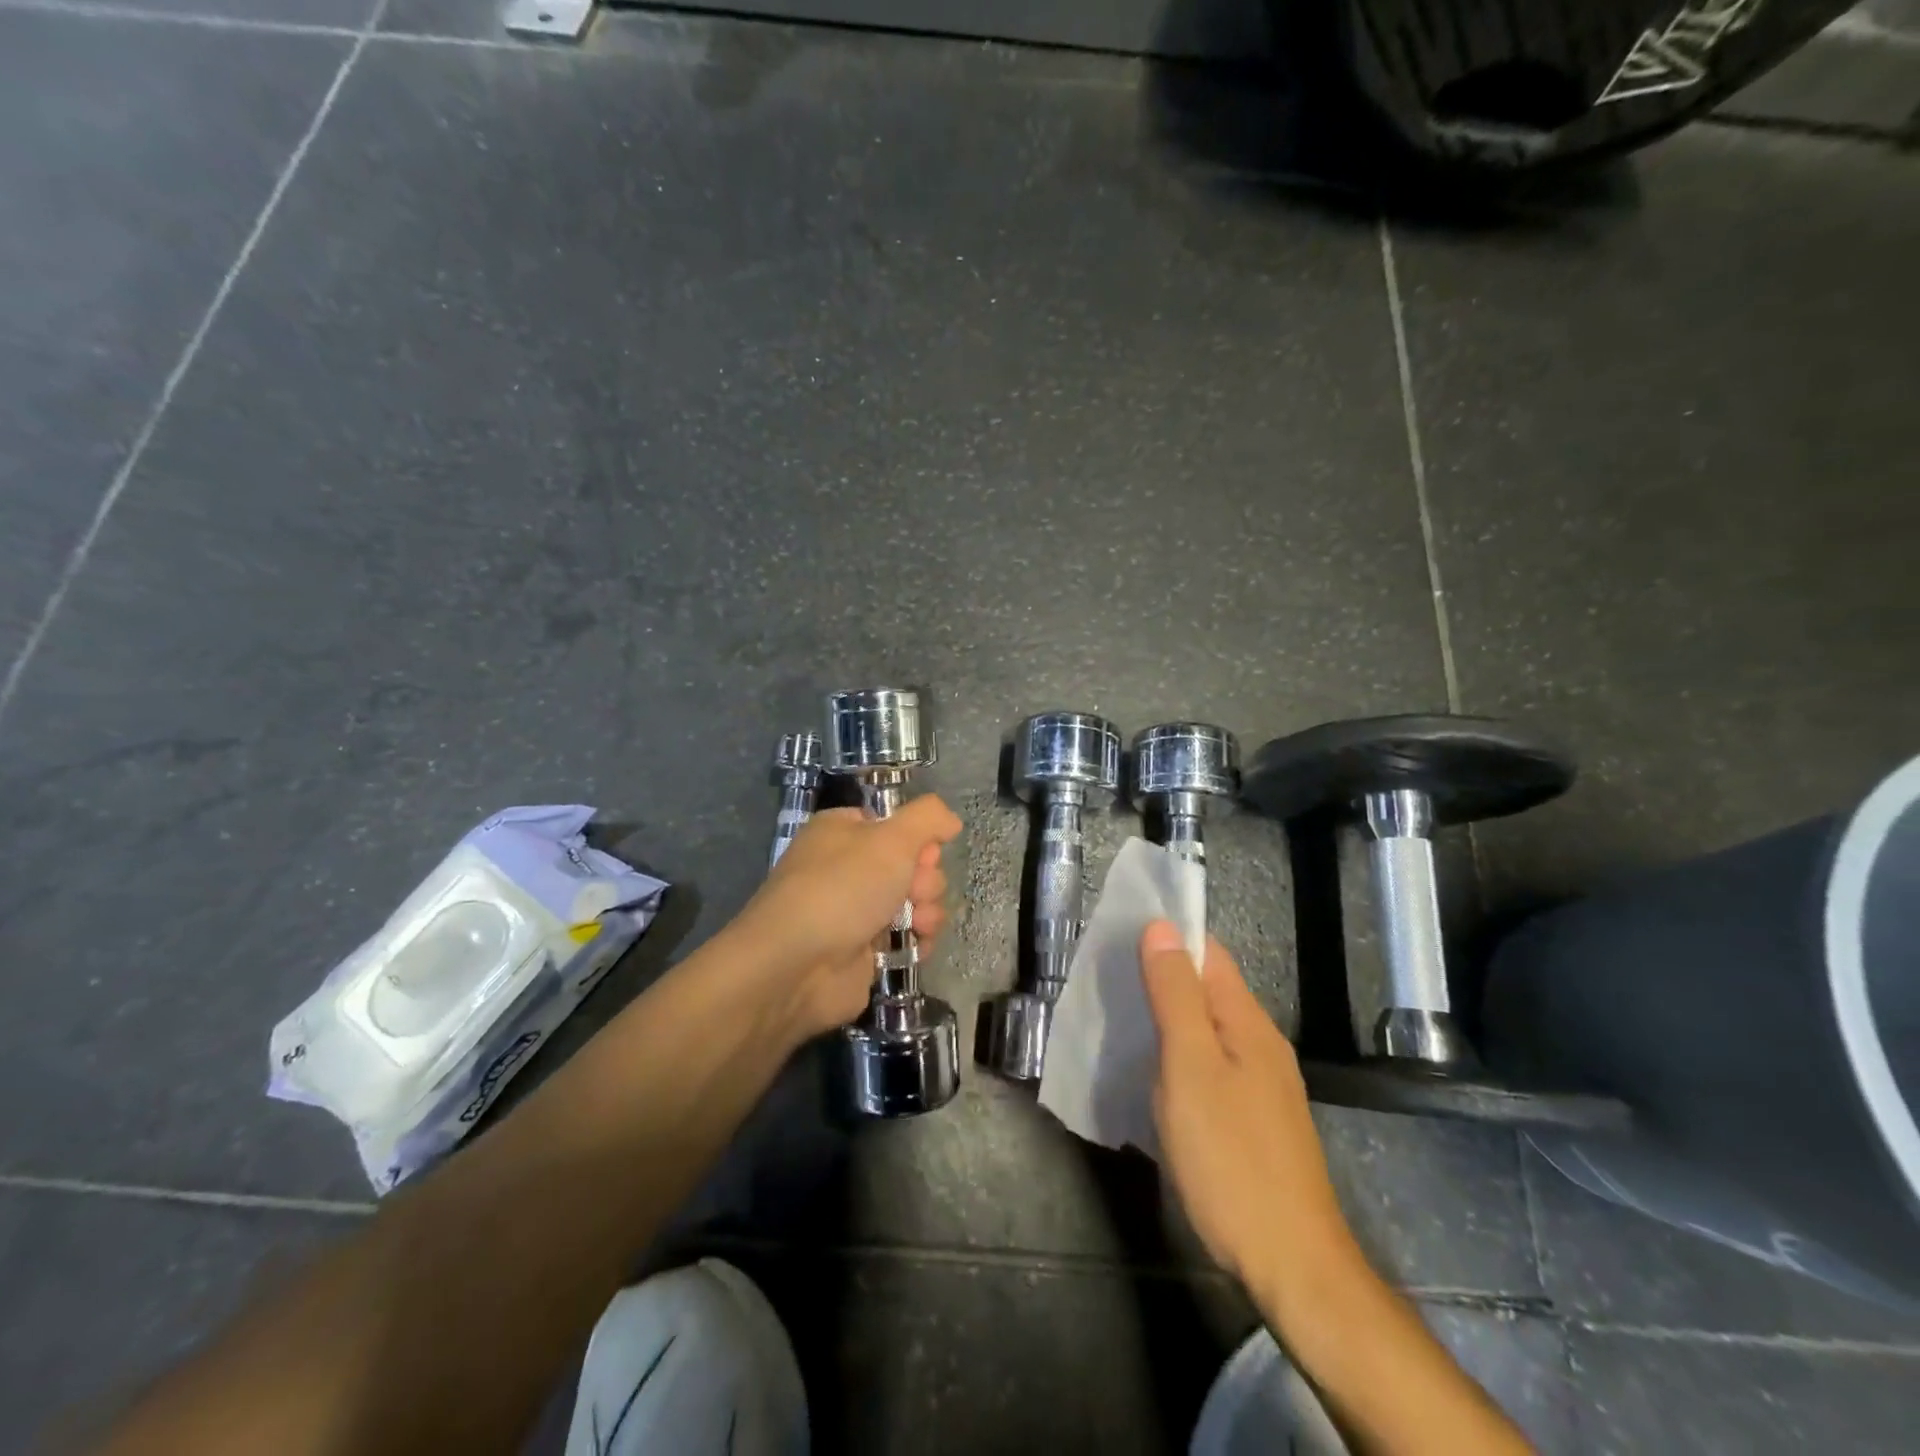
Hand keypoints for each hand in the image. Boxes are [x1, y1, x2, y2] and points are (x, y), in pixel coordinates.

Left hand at [731, 796, 962, 1039]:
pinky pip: (907, 938)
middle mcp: (849, 868)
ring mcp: (856, 911)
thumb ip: (927, 818)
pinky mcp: (865, 951)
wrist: (796, 966)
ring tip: (917, 925)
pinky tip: (916, 947)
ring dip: (928, 912)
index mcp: (844, 832)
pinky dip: (918, 942)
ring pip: (915, 903)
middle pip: (913, 865)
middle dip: (925, 881)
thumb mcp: (891, 838)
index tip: (925, 855)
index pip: (897, 826)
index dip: (919, 840)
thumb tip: (950, 819)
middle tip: (914, 893)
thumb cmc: (842, 888)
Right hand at [1140, 921, 1347, 1297]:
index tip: (1118, 935)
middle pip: (1207, 988)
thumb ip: (1175, 995)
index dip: (1167, 936)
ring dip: (1167, 1016)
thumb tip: (1162, 927)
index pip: (1208, 952)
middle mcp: (1260, 1043)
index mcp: (1247, 1021)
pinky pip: (1210, 1064)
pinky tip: (1152, 1073)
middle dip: (1161, 976)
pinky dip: (1178, 1054)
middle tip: (1108, 978)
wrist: (1290, 1263)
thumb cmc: (1230, 1156)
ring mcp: (1261, 1084)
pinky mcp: (1253, 1118)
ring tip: (1119, 1018)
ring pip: (1207, 1028)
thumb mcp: (1190, 1066)